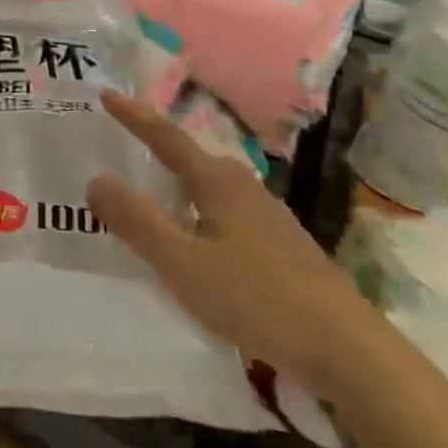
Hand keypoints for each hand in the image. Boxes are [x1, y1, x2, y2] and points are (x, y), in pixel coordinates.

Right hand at [87, 90, 382, 398]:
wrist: (351, 353)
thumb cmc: (258, 299)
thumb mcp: (182, 263)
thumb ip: (137, 221)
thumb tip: (96, 179)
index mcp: (218, 183)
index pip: (166, 138)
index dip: (133, 116)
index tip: (106, 94)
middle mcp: (245, 189)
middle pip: (193, 158)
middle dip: (158, 148)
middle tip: (124, 143)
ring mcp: (269, 219)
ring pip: (212, 188)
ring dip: (179, 184)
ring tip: (153, 192)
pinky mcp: (283, 249)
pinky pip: (226, 214)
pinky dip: (199, 213)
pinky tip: (197, 241)